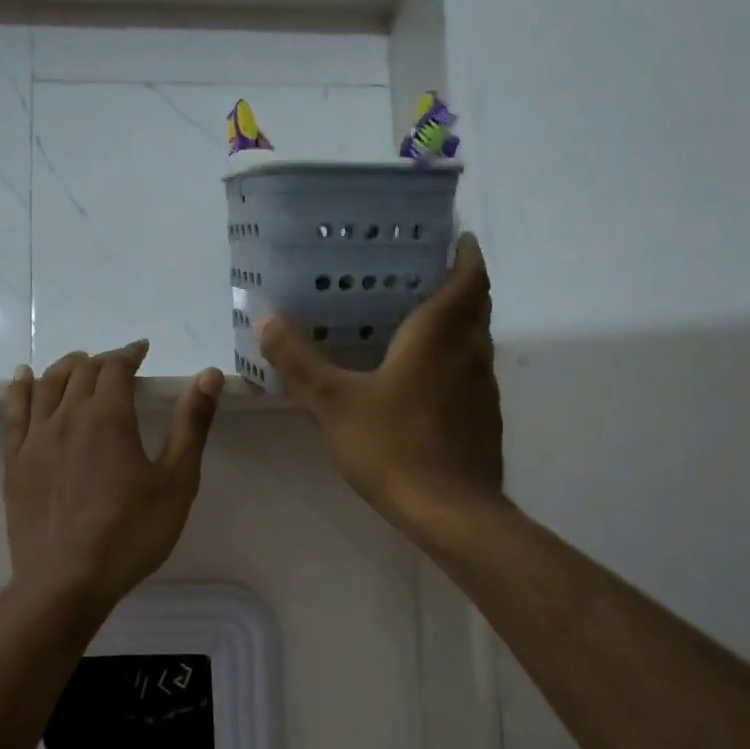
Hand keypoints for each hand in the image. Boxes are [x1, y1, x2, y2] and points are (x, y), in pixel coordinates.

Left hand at [4, 341, 223, 614]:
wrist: (66, 582)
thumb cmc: (130, 533)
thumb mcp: (176, 480)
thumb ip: (192, 423)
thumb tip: (209, 374)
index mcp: (107, 417)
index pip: (116, 367)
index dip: (130, 353)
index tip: (141, 350)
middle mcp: (67, 416)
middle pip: (81, 371)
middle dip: (102, 361)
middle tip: (118, 366)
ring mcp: (35, 438)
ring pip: (47, 384)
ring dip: (66, 367)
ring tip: (79, 363)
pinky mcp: (15, 462)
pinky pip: (14, 411)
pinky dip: (21, 387)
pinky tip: (24, 377)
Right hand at [259, 233, 502, 541]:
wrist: (451, 512)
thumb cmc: (392, 445)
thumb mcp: (332, 402)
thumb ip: (297, 360)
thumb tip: (265, 318)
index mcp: (439, 334)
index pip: (469, 277)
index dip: (465, 253)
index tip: (453, 236)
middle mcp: (469, 352)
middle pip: (476, 305)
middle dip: (459, 283)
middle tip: (422, 273)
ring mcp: (482, 388)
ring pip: (475, 340)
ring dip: (457, 323)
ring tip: (417, 320)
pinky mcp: (484, 418)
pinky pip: (471, 372)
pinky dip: (454, 359)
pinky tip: (422, 378)